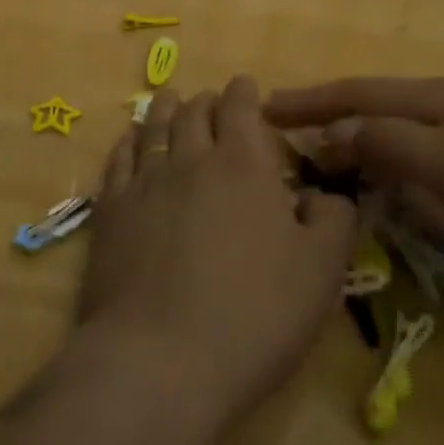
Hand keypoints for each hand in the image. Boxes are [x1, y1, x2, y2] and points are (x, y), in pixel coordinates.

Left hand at [75, 78, 357, 423]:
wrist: (160, 360)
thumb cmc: (254, 314)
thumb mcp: (321, 271)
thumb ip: (333, 220)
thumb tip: (321, 195)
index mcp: (244, 165)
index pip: (241, 109)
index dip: (244, 92)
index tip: (245, 85)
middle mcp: (190, 160)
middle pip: (194, 113)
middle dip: (206, 100)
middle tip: (211, 99)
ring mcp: (144, 184)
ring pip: (154, 129)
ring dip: (164, 109)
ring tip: (168, 98)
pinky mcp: (109, 213)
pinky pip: (118, 161)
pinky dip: (127, 143)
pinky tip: (130, 142)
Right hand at [264, 77, 443, 289]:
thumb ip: (389, 144)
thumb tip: (332, 133)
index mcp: (439, 98)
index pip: (356, 93)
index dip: (308, 101)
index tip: (262, 109)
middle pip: (375, 106)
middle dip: (329, 119)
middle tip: (286, 140)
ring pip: (399, 132)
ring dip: (360, 143)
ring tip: (326, 162)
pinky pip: (424, 157)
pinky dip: (393, 166)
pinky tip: (390, 186)